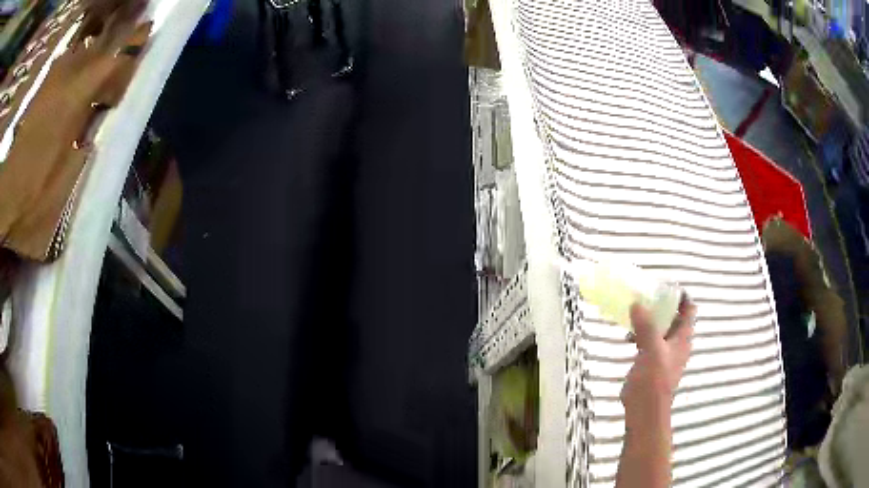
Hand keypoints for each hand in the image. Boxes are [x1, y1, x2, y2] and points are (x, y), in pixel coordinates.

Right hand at [621, 300, 695, 425]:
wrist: (645, 411)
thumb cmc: (654, 380)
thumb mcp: (651, 350)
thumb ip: (646, 326)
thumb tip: (637, 303)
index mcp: (683, 338)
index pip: (689, 309)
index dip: (681, 296)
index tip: (665, 286)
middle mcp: (677, 343)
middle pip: (674, 317)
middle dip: (661, 305)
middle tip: (645, 295)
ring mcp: (664, 353)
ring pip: (660, 329)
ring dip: (649, 320)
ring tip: (634, 313)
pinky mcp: (652, 363)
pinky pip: (649, 341)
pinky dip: (641, 334)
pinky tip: (627, 336)